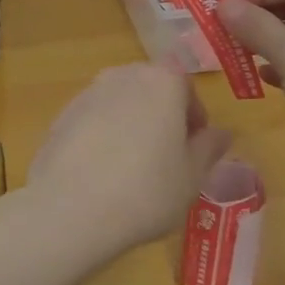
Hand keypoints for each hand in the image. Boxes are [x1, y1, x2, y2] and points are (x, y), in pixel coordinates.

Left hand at [25, 64, 234, 254]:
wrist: (70, 209)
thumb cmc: (146, 190)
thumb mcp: (192, 176)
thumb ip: (209, 148)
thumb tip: (222, 133)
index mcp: (162, 80)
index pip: (187, 87)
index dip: (195, 117)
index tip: (194, 150)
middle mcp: (124, 75)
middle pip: (152, 90)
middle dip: (162, 117)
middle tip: (167, 159)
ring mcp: (88, 93)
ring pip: (121, 104)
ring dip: (131, 126)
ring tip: (132, 170)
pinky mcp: (62, 116)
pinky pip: (94, 121)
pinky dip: (102, 138)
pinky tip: (102, 175)